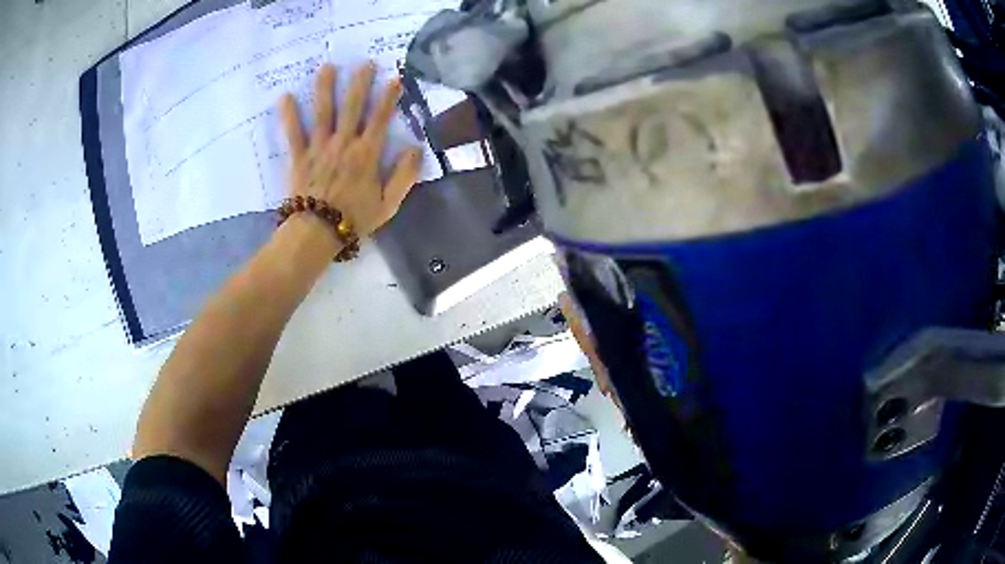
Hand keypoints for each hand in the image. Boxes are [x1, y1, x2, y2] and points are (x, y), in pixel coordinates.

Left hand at [280, 62, 422, 237]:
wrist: (317, 233)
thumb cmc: (354, 219)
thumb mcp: (389, 203)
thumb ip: (404, 175)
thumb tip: (416, 148)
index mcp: (367, 154)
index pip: (380, 119)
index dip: (388, 97)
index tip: (394, 77)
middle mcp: (344, 143)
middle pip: (353, 107)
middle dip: (360, 83)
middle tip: (364, 63)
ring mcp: (319, 147)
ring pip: (323, 112)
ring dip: (325, 88)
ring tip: (327, 67)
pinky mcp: (299, 156)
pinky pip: (293, 132)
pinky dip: (288, 115)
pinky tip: (284, 97)